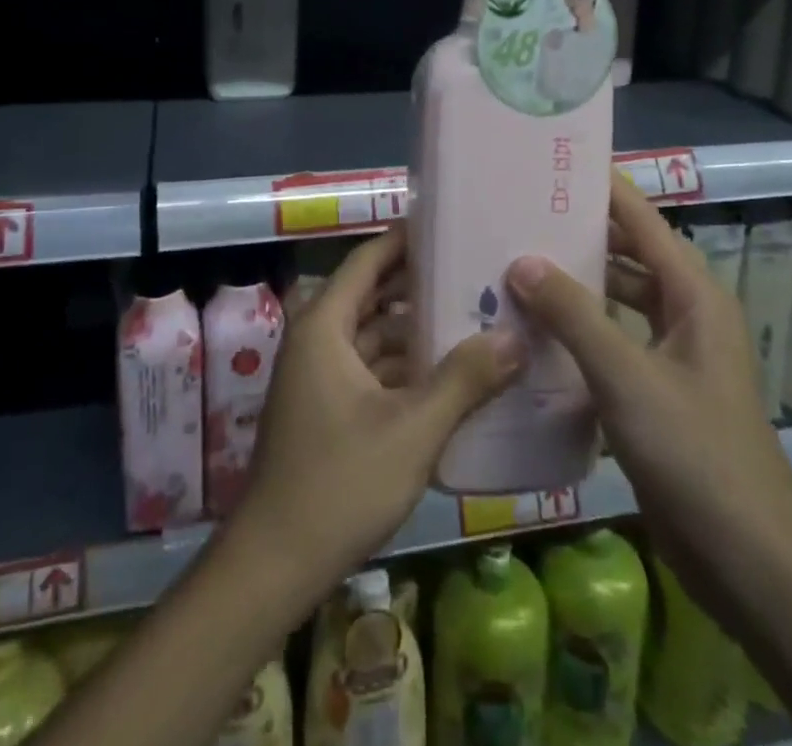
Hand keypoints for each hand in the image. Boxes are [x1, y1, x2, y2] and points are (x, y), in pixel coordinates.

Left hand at [231, 226, 524, 589]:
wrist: (275, 564)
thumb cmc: (339, 482)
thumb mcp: (412, 429)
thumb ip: (465, 380)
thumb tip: (516, 337)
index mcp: (324, 326)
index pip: (367, 261)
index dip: (405, 240)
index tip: (449, 226)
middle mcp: (317, 340)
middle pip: (372, 296)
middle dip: (419, 286)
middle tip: (476, 273)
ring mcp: (319, 377)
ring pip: (373, 336)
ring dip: (415, 330)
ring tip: (473, 319)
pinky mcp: (326, 409)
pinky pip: (370, 369)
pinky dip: (404, 367)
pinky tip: (449, 376)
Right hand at [505, 174, 791, 608]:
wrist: (749, 562)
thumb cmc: (696, 453)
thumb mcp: (627, 377)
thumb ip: (574, 315)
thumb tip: (522, 260)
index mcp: (693, 294)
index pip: (642, 219)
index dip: (602, 188)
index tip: (550, 164)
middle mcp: (685, 313)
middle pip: (627, 255)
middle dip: (578, 235)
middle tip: (517, 214)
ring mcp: (672, 355)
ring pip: (616, 300)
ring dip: (574, 287)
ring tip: (513, 267)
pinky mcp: (656, 392)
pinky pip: (611, 342)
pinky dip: (577, 331)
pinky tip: (533, 332)